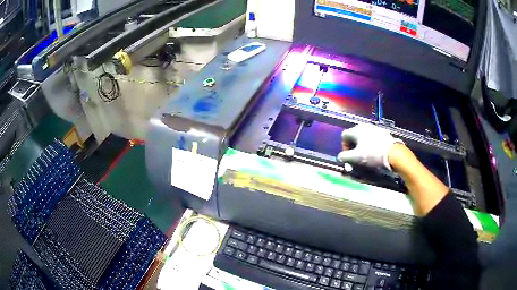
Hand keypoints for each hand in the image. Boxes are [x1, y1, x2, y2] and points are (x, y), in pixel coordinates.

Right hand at [337, 124, 402, 169]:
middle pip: (354, 136)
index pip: (344, 136)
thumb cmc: (372, 154)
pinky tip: (375, 152)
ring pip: (364, 137)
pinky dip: (371, 144)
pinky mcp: (383, 132)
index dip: (344, 147)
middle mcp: (364, 126)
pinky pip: (373, 138)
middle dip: (353, 147)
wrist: (393, 153)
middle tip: (356, 157)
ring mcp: (374, 128)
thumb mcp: (355, 158)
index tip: (348, 157)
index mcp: (356, 130)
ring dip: (362, 146)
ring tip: (366, 155)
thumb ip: (344, 157)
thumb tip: (340, 156)